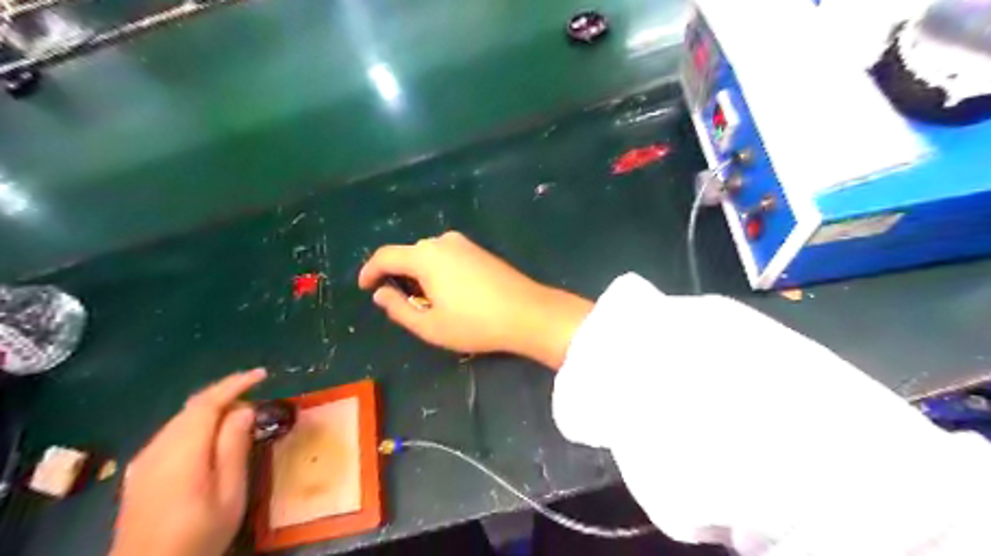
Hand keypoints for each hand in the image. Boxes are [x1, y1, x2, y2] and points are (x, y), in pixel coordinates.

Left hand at [110, 369, 265, 555]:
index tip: (262, 374)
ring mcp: (144, 460)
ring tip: (240, 413)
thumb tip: (243, 410)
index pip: (207, 403)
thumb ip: (234, 448)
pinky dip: (197, 423)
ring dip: (211, 408)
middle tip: (257, 394)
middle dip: (225, 393)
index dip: (235, 383)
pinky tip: (211, 435)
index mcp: (182, 452)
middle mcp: (157, 449)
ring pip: (181, 418)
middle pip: (192, 407)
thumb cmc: (198, 534)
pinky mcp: (140, 471)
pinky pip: (172, 432)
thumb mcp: (229, 494)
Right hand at [359, 231, 591, 367]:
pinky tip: (450, 294)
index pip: (385, 256)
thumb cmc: (475, 323)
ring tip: (429, 303)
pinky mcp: (480, 250)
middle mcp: (443, 241)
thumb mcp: (430, 325)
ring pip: (429, 256)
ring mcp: (464, 244)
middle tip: (404, 305)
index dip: (369, 271)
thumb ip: (398, 308)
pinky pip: (447, 257)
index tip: (363, 287)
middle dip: (399, 276)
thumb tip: (380, 293)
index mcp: (426, 256)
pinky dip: (438, 272)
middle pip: (408, 254)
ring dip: (420, 275)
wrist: (529, 313)